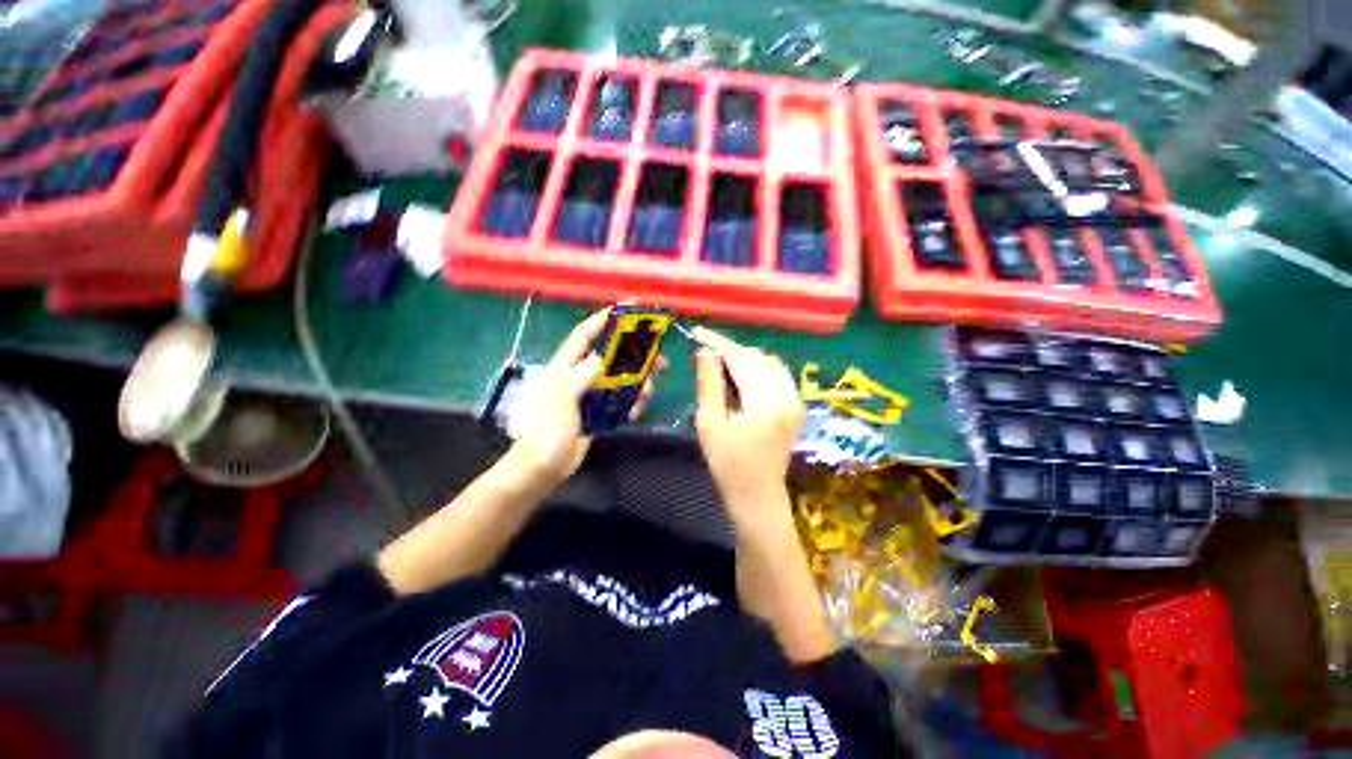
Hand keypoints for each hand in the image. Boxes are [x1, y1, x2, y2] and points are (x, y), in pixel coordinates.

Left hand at [506, 309, 660, 488]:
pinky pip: (621, 398)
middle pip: (612, 355)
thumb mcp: (562, 398)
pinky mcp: (598, 409)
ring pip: (621, 377)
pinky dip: (632, 402)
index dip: (605, 319)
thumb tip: (602, 356)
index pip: (586, 334)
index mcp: (565, 365)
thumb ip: (581, 374)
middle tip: (660, 361)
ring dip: (639, 383)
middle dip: (636, 355)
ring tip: (648, 395)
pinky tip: (635, 413)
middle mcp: (579, 374)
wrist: (543, 467)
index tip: (629, 309)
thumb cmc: (547, 430)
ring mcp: (590, 392)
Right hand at [692, 327, 804, 520]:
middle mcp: (787, 395)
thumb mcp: (710, 422)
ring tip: (720, 361)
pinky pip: (777, 375)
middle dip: (730, 350)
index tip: (697, 333)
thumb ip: (709, 383)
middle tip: (705, 350)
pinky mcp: (795, 406)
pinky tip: (740, 373)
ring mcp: (795, 400)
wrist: (757, 495)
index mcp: (765, 402)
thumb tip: (705, 351)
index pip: (741, 359)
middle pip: (757, 358)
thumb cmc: (728, 464)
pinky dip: (757, 368)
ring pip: (769, 363)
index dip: (718, 344)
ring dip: (744, 358)